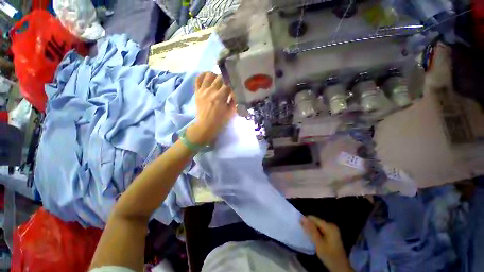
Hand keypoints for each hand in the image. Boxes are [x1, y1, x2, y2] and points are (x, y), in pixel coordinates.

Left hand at [186, 72, 234, 144]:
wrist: (205, 125)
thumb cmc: (220, 120)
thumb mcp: (231, 112)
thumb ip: (234, 100)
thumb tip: (236, 91)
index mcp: (220, 96)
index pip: (228, 83)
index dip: (233, 82)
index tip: (235, 84)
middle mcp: (211, 90)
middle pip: (220, 77)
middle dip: (226, 79)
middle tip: (228, 83)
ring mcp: (202, 90)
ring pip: (209, 75)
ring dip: (215, 76)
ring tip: (218, 80)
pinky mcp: (197, 91)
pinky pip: (198, 79)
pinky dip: (203, 75)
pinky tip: (208, 77)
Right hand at [301, 216, 353, 271]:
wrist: (340, 268)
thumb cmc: (329, 256)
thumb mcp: (318, 243)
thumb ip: (311, 229)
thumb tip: (302, 217)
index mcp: (329, 226)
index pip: (313, 218)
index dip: (305, 221)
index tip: (300, 228)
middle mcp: (331, 225)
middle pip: (316, 221)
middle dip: (309, 226)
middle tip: (305, 234)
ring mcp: (332, 229)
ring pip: (317, 226)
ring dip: (312, 230)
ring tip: (309, 237)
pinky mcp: (332, 234)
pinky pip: (321, 230)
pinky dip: (316, 233)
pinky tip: (315, 239)